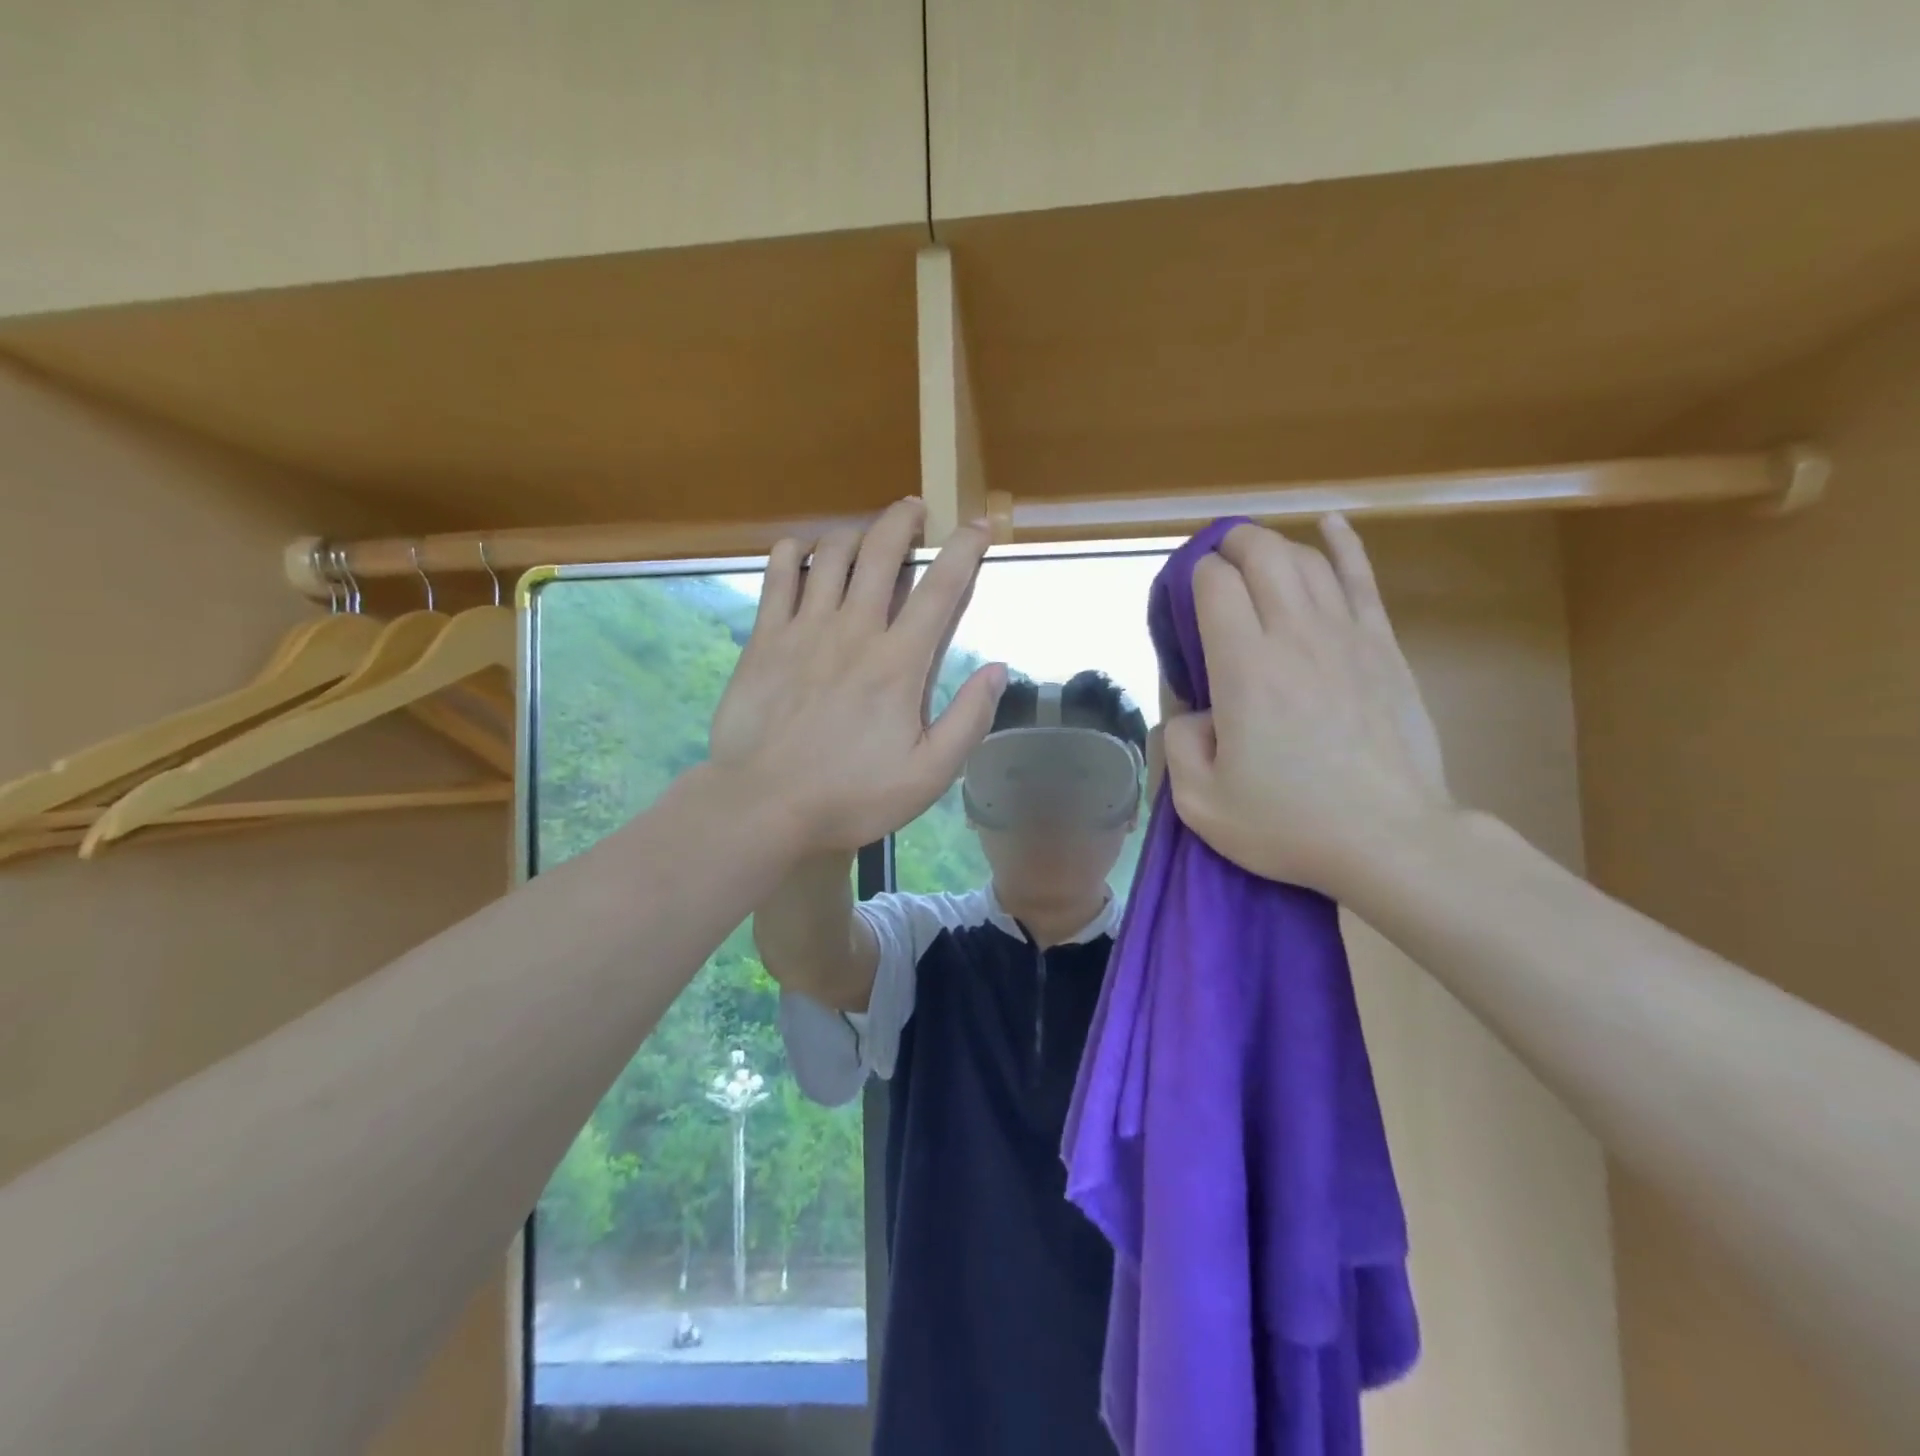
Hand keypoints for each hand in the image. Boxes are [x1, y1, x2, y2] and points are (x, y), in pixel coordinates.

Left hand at [708, 498, 1007, 853]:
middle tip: (915, 510)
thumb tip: (998, 669)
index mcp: (899, 662)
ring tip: (865, 535)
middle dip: (903, 519)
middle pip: (882, 551)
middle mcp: (854, 630)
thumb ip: (969, 719)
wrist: (764, 807)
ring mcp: (803, 629)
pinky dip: (794, 551)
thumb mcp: (929, 774)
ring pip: (831, 553)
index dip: (965, 549)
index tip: (978, 526)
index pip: (941, 588)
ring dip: (854, 532)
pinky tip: (803, 553)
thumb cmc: (852, 796)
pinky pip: (777, 573)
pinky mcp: (764, 638)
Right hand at [1160, 515, 1451, 894]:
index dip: (1192, 578)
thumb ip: (1178, 743)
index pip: (1214, 585)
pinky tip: (1330, 524)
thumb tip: (1193, 711)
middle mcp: (1294, 635)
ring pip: (1306, 560)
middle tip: (1213, 568)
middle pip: (1260, 554)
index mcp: (1244, 668)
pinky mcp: (1384, 648)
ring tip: (1254, 559)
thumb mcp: (1200, 802)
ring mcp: (1346, 636)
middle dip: (1229, 547)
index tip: (1183, 601)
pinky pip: (1362, 579)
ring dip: (1273, 548)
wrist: (1389, 840)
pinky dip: (1343, 545)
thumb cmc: (1289, 824)